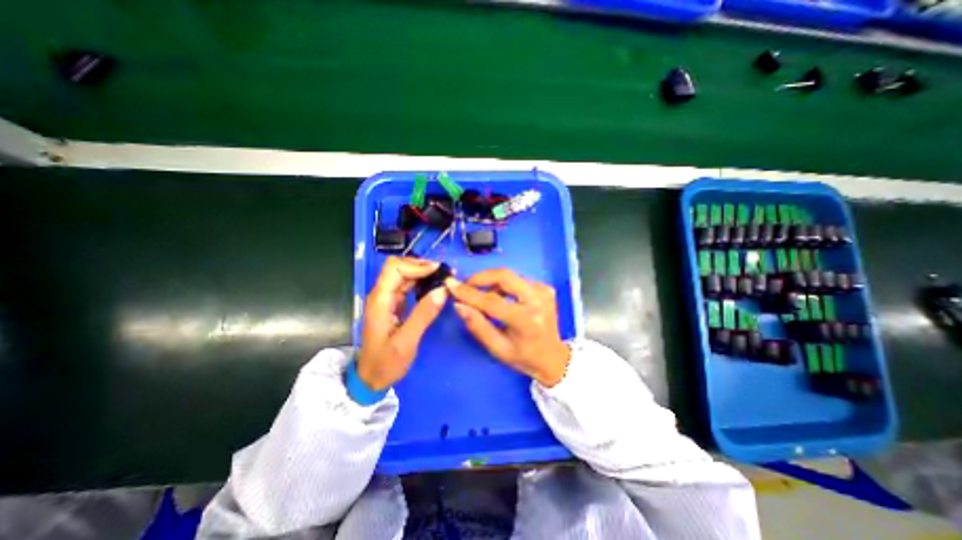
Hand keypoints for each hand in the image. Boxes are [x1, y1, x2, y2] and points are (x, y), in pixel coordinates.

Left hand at [360, 257, 451, 392]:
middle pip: (399, 267)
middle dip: (422, 266)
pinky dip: (422, 282)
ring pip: (404, 275)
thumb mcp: (406, 342)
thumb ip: (423, 315)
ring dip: (423, 273)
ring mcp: (387, 299)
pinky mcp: (394, 305)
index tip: (438, 271)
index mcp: (380, 300)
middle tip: (445, 272)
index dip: (416, 265)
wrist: (371, 378)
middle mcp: (381, 295)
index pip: (394, 268)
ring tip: (443, 277)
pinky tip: (434, 287)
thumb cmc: (385, 362)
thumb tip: (442, 291)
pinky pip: (408, 286)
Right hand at [445, 270, 569, 386]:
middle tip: (465, 285)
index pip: (492, 301)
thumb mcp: (497, 348)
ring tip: (481, 296)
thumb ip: (477, 326)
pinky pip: (517, 280)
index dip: (468, 292)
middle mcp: (538, 300)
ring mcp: (544, 291)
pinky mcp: (545, 288)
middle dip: (480, 278)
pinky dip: (503, 285)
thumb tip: (459, 304)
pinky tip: (499, 297)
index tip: (451, 285)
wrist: (553, 357)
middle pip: (504, 276)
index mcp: (526, 320)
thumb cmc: (523, 357)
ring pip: (510, 276)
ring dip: (491, 282)